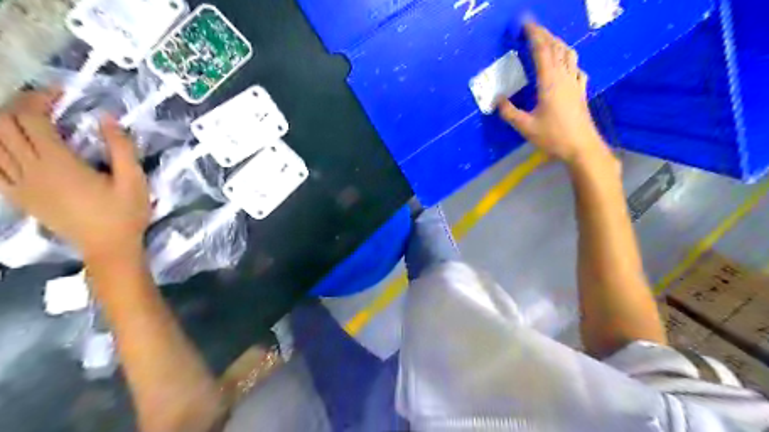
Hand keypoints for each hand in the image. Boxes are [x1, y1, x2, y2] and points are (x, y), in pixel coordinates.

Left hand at [0, 89, 148, 261]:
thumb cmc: (126, 214)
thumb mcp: (135, 181)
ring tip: (29, 121)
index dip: (40, 99)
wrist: (108, 247)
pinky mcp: (18, 196)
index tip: (61, 94)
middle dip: (20, 106)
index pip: (31, 119)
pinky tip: (15, 148)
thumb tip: (106, 117)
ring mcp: (19, 184)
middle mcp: (31, 171)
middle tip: (47, 104)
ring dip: (4, 125)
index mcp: (59, 165)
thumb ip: (121, 148)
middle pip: (3, 126)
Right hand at [499, 22, 607, 167]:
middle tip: (532, 30)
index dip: (534, 35)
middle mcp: (564, 77)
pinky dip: (569, 62)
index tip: (525, 24)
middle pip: (557, 48)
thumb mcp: (525, 127)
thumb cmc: (553, 136)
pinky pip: (577, 69)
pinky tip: (566, 67)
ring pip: (569, 55)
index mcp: (549, 82)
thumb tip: (496, 100)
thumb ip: (509, 112)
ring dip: (558, 44)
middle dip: (544, 35)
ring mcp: (575, 83)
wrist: (581, 147)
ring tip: (548, 43)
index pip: (542, 50)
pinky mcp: (581, 91)